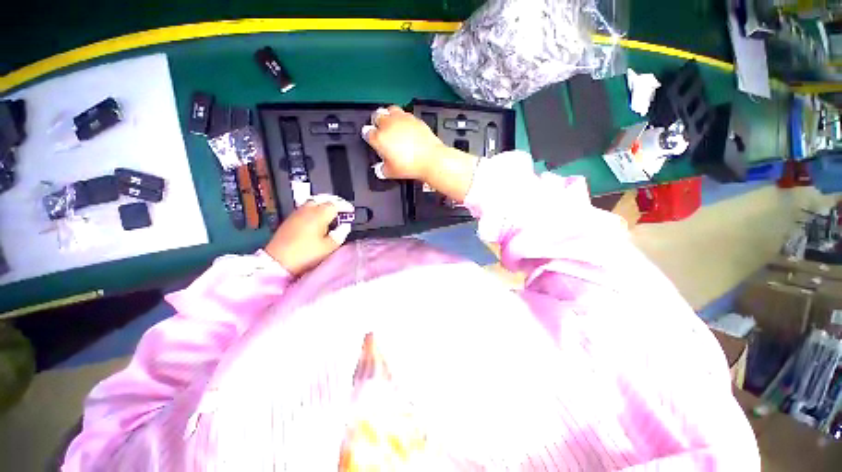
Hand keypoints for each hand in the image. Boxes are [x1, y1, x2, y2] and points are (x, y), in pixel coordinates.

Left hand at [265, 200, 341, 275]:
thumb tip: (345, 226)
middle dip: (335, 201)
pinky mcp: (290, 219)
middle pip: (323, 198)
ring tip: (331, 211)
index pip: (335, 204)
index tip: (351, 211)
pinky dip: (315, 207)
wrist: (278, 261)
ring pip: (313, 201)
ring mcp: (297, 213)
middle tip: (342, 207)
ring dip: (324, 203)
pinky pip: (305, 207)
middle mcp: (308, 210)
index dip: (345, 206)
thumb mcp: (329, 247)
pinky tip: (318, 216)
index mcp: (319, 215)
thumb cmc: (306, 254)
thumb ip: (340, 234)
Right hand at [362, 105, 446, 180]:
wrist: (430, 159)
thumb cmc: (411, 165)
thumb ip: (381, 170)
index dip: (368, 136)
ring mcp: (402, 119)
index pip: (367, 132)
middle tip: (380, 130)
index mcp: (379, 138)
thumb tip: (379, 169)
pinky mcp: (414, 118)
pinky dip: (403, 119)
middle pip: (376, 116)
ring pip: (390, 110)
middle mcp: (388, 125)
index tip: (372, 140)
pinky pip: (405, 114)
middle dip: (376, 122)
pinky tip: (406, 127)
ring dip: (389, 116)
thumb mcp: (391, 173)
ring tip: (392, 124)